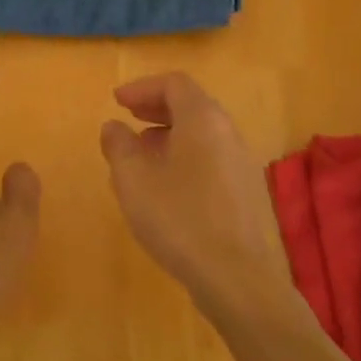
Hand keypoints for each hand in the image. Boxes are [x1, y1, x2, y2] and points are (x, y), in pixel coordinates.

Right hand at [99, 73, 290, 317]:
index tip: (117, 101)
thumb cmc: (179, 218)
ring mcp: (242, 162)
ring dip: (170, 134)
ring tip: (142, 153)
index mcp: (203, 119)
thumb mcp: (134, 180)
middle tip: (129, 118)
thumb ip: (119, 146)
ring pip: (202, 133)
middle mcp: (228, 132)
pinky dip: (186, 156)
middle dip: (157, 107)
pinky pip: (211, 157)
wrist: (237, 277)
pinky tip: (167, 186)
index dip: (143, 87)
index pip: (174, 83)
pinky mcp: (246, 191)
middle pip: (192, 104)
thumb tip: (113, 126)